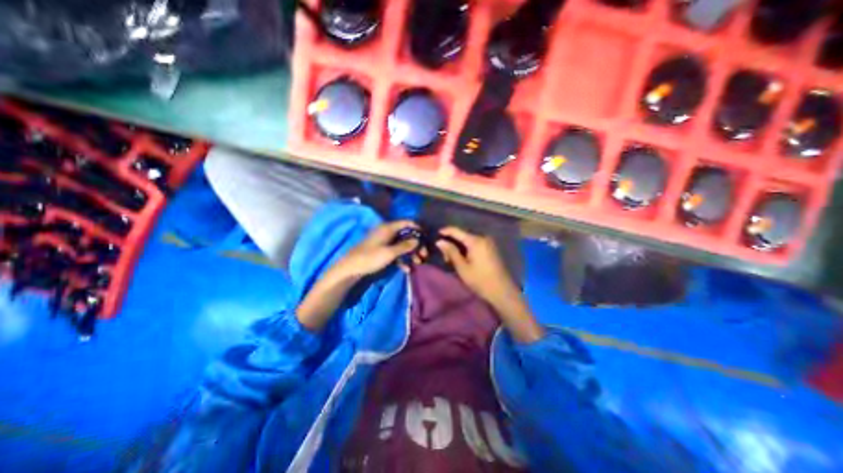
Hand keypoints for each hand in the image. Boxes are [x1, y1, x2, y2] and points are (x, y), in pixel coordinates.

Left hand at [330, 220, 419, 282]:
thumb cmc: (370, 258)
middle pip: (406, 235)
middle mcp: (386, 232)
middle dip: (416, 244)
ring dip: (410, 253)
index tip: (427, 237)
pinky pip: (395, 252)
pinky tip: (407, 269)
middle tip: (424, 254)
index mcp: (387, 228)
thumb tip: (417, 240)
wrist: (350, 269)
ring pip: (401, 244)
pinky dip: (401, 259)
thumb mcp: (390, 253)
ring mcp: (383, 242)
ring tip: (418, 262)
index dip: (417, 228)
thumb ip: (405, 246)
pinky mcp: (381, 251)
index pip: (406, 222)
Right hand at [439, 225, 516, 305]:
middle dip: (452, 243)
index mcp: (476, 241)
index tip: (436, 233)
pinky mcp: (491, 248)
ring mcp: (488, 243)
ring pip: (468, 240)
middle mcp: (483, 238)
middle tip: (444, 256)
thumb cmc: (480, 280)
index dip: (446, 231)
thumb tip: (439, 241)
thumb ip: (451, 252)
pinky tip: (462, 258)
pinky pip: (475, 244)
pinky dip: (466, 249)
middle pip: (463, 235)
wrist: (502, 291)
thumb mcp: (462, 267)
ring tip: (452, 259)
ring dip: (459, 247)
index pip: (457, 231)